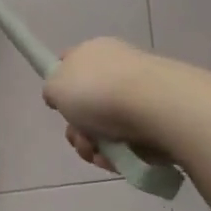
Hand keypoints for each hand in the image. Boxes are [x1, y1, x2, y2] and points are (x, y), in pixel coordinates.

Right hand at [42, 37, 168, 175]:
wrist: (156, 107)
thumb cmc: (98, 91)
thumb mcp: (55, 85)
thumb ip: (51, 89)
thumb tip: (60, 96)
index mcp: (94, 52)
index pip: (70, 64)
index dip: (60, 85)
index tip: (58, 105)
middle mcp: (118, 69)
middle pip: (86, 104)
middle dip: (77, 128)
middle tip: (79, 137)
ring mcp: (140, 95)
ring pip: (105, 128)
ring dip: (94, 146)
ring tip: (98, 153)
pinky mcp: (158, 120)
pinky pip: (129, 142)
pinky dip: (118, 154)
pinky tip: (117, 159)